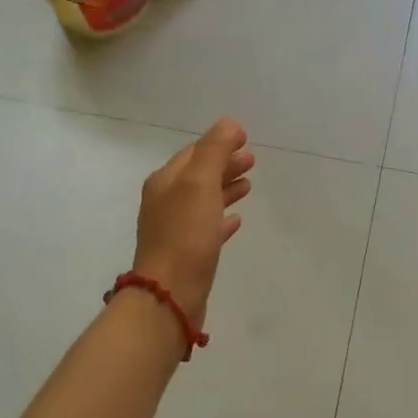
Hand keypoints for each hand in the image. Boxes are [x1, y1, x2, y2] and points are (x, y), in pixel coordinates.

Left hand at [133, 117, 254, 321]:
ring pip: (204, 200)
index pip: (194, 153)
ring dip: (225, 188)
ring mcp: (175, 230)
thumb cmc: (185, 235)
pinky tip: (236, 220)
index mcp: (165, 182)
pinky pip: (206, 228)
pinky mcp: (187, 254)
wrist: (170, 294)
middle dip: (224, 164)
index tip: (245, 138)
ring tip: (249, 184)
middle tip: (252, 160)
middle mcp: (166, 202)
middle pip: (199, 175)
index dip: (219, 143)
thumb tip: (229, 123)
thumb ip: (214, 151)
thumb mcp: (200, 184)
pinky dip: (221, 218)